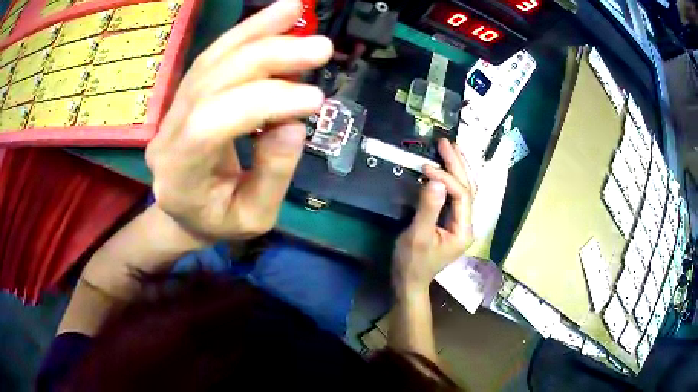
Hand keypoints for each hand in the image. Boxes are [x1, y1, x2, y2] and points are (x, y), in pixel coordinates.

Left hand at [146, 0, 332, 240]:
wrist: (182, 213)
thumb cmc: (218, 223)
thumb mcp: (254, 219)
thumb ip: (273, 176)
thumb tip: (294, 124)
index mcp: (179, 176)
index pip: (210, 126)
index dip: (262, 103)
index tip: (316, 99)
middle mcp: (167, 135)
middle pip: (210, 82)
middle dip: (267, 58)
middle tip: (319, 48)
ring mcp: (172, 110)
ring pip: (210, 60)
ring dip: (255, 31)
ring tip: (294, 10)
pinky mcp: (185, 95)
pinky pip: (212, 57)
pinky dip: (245, 33)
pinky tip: (274, 17)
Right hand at [392, 139, 474, 292]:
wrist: (409, 281)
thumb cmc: (412, 262)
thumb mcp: (418, 236)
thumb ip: (428, 208)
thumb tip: (435, 180)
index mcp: (464, 230)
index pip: (462, 195)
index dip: (447, 178)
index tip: (426, 168)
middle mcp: (467, 224)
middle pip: (467, 188)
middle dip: (457, 164)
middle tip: (445, 142)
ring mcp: (460, 222)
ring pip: (463, 190)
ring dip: (457, 168)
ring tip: (449, 148)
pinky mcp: (451, 221)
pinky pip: (455, 195)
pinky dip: (450, 178)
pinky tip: (444, 167)